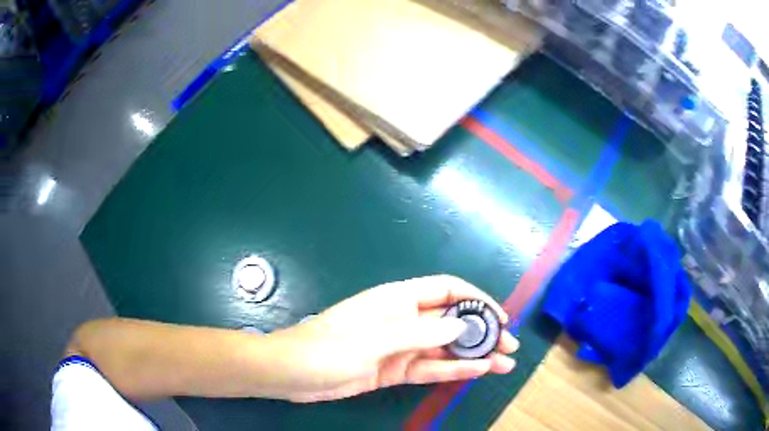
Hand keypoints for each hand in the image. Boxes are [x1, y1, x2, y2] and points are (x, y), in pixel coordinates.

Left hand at [270, 275, 518, 402]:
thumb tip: (459, 326)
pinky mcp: (394, 370)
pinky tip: (477, 373)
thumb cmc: (327, 348)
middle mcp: (403, 320)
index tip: (499, 316)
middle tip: (508, 347)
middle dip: (481, 331)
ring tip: (504, 364)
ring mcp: (400, 347)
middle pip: (451, 321)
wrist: (292, 374)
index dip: (475, 299)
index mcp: (397, 299)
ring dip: (474, 355)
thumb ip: (418, 332)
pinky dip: (453, 371)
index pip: (446, 290)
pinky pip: (430, 368)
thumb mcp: (374, 338)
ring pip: (445, 348)